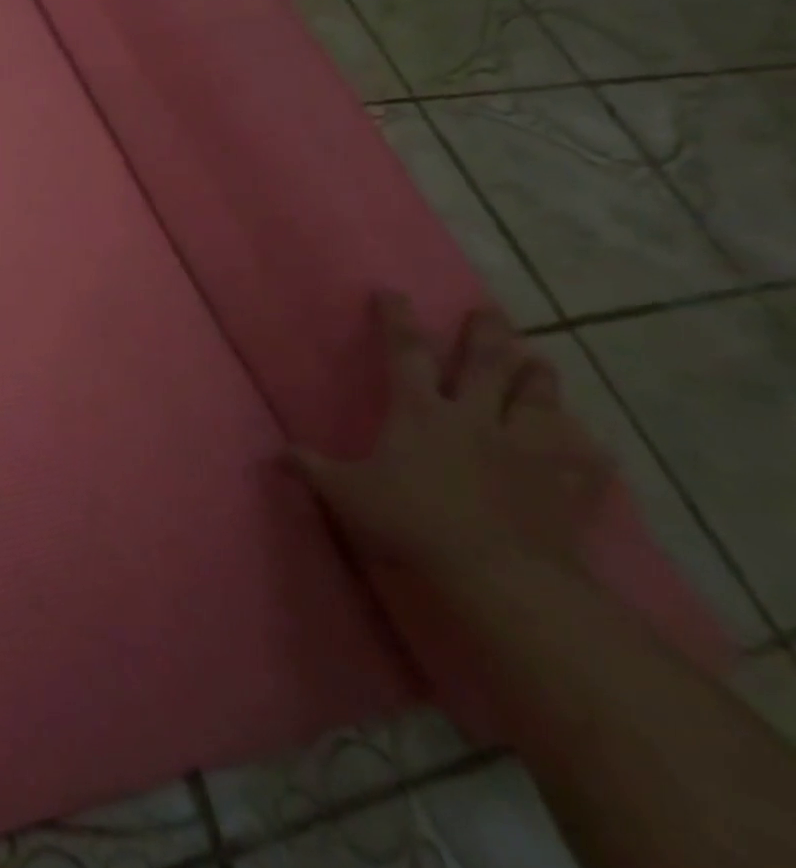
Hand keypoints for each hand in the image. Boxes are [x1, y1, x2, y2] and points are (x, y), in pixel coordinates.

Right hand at [292, 293, 611, 580]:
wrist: (497, 575)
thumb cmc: (411, 520)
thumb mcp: (344, 493)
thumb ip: (311, 467)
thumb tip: (276, 452)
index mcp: (420, 412)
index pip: (405, 351)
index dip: (396, 319)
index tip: (391, 292)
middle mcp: (475, 418)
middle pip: (485, 363)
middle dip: (485, 333)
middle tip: (488, 310)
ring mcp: (525, 450)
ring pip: (538, 400)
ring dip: (539, 376)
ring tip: (540, 360)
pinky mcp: (562, 486)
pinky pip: (583, 462)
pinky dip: (586, 451)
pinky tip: (591, 446)